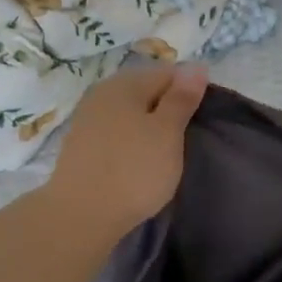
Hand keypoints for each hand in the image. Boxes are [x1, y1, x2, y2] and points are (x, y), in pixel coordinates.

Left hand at [47, 63, 208, 238]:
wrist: (80, 215)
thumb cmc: (133, 170)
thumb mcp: (167, 132)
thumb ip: (182, 98)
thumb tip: (196, 66)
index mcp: (125, 83)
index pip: (168, 73)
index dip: (191, 91)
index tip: (202, 119)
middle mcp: (102, 93)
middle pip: (146, 91)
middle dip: (168, 109)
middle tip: (187, 138)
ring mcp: (87, 119)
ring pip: (129, 113)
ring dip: (149, 127)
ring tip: (165, 153)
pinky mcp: (80, 146)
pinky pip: (115, 133)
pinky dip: (131, 142)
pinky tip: (139, 162)